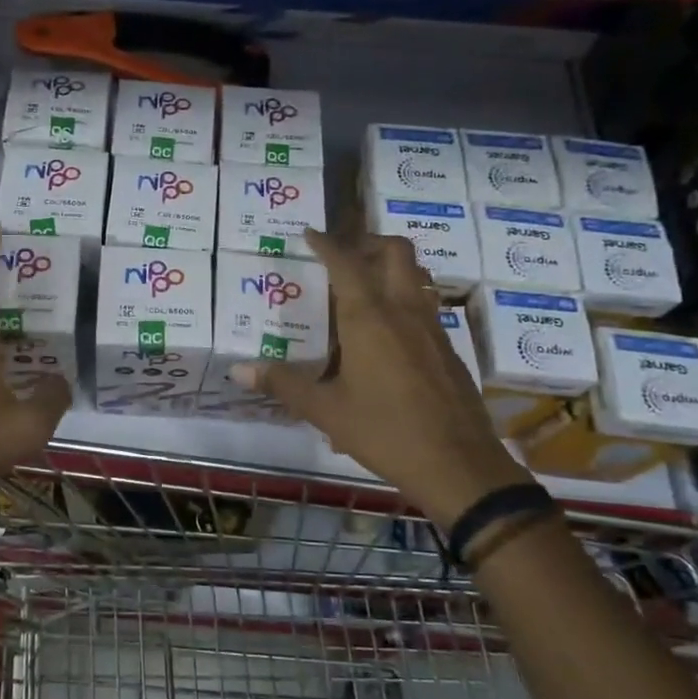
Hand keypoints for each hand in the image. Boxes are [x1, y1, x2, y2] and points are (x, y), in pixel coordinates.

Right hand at [234, 229, 532, 526]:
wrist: (458, 465)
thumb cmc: (384, 432)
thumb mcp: (325, 411)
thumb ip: (283, 384)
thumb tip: (238, 370)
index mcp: (369, 318)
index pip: (346, 263)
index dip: (326, 243)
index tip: (310, 233)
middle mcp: (404, 311)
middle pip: (396, 252)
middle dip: (369, 242)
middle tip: (344, 255)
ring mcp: (432, 328)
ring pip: (417, 275)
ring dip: (391, 267)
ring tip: (364, 286)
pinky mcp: (448, 348)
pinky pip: (426, 305)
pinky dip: (405, 298)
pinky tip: (386, 333)